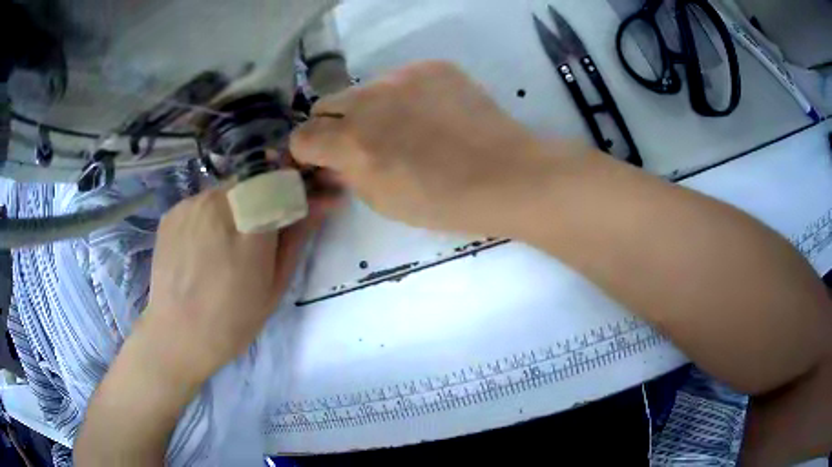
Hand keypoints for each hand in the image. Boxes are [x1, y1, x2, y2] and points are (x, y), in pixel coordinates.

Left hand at [138, 184, 328, 385]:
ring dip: (235, 207)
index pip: (280, 179)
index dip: (289, 189)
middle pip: (251, 180)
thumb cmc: (234, 320)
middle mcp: (218, 202)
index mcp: (251, 223)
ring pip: (225, 190)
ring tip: (225, 245)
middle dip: (262, 197)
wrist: (178, 335)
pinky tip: (203, 247)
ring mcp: (191, 204)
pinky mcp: (172, 211)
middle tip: (256, 235)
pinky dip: (210, 215)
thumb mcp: (275, 284)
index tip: (291, 207)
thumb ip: (297, 236)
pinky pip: (201, 202)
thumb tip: (324, 200)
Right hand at [290, 61, 569, 236]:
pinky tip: (430, 114)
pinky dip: (403, 96)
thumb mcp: (382, 201)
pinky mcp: (431, 67)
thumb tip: (332, 159)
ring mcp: (402, 77)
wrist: (505, 175)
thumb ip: (347, 174)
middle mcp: (368, 101)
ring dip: (370, 108)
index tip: (321, 158)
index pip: (302, 136)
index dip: (307, 151)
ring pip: (364, 89)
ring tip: (404, 127)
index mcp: (352, 142)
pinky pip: (400, 79)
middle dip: (333, 126)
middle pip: (326, 104)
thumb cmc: (443, 202)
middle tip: (361, 142)